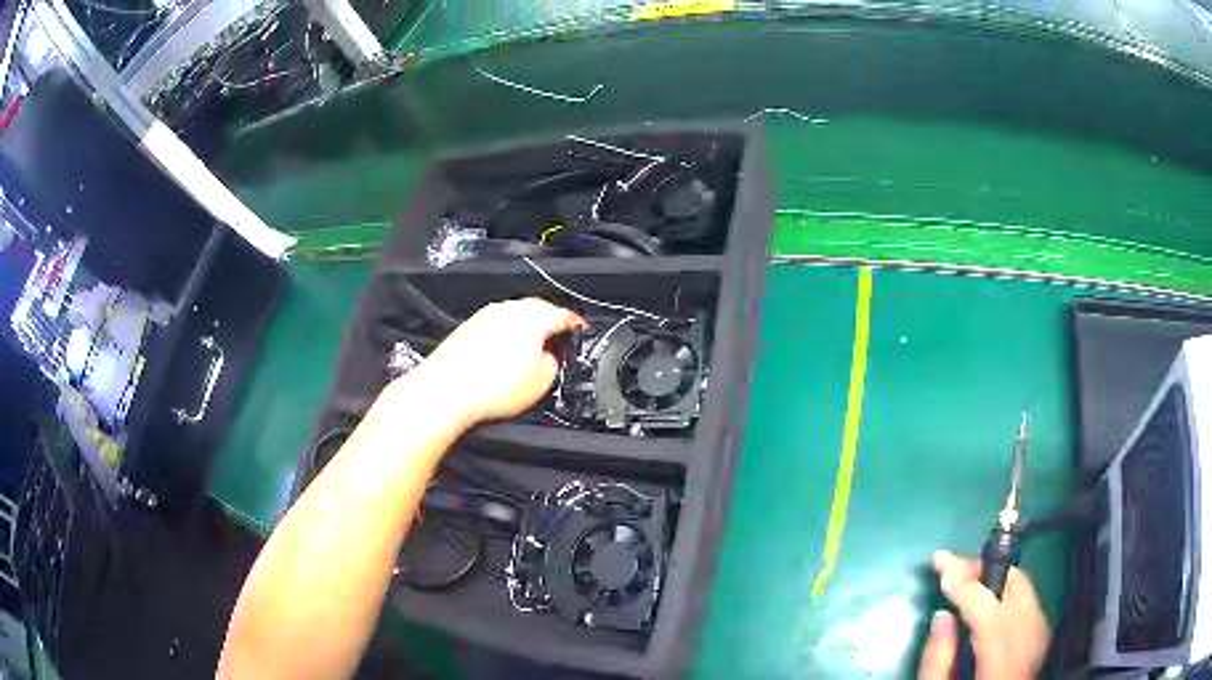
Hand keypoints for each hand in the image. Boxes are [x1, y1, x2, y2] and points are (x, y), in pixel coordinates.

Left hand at [408, 298, 583, 425]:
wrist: (445, 389)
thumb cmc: (492, 388)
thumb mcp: (539, 383)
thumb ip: (552, 364)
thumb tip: (549, 357)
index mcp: (533, 318)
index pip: (563, 315)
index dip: (576, 324)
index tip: (581, 330)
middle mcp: (510, 309)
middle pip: (539, 309)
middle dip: (551, 322)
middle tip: (559, 339)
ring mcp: (486, 314)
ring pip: (516, 315)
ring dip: (527, 327)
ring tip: (531, 348)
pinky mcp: (469, 325)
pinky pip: (497, 323)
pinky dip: (506, 333)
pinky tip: (504, 353)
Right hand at [919, 550, 1049, 679]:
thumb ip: (938, 661)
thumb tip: (941, 617)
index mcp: (1002, 668)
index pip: (991, 613)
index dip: (967, 586)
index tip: (943, 567)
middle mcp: (1029, 649)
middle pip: (1017, 591)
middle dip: (984, 570)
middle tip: (953, 565)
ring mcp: (1041, 642)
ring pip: (1026, 592)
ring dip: (997, 577)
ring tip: (968, 576)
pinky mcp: (1043, 641)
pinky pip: (1030, 605)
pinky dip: (1010, 593)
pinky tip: (992, 597)